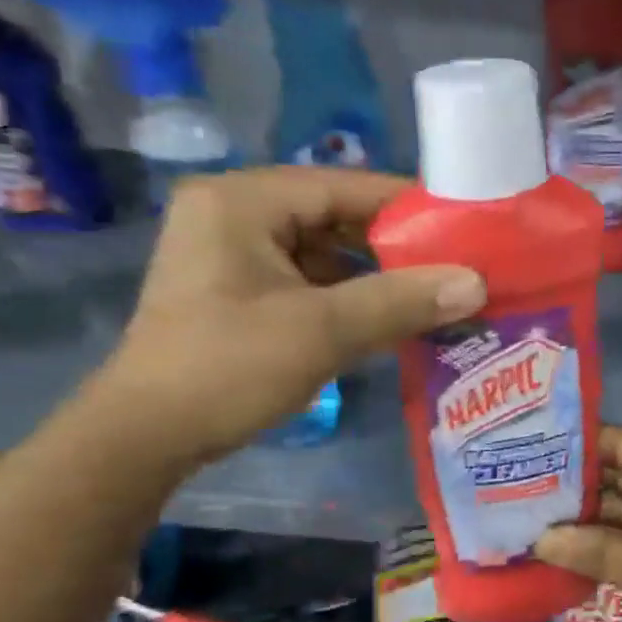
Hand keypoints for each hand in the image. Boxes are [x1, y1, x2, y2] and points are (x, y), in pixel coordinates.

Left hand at [90, 168, 483, 469]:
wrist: (144, 436)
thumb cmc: (226, 368)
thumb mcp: (321, 330)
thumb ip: (400, 301)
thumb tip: (476, 283)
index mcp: (242, 201)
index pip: (342, 186)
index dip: (407, 205)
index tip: (463, 226)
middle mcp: (233, 213)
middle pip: (333, 217)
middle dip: (393, 246)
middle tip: (454, 265)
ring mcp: (231, 254)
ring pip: (322, 252)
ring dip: (373, 275)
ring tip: (433, 293)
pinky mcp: (235, 291)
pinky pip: (305, 280)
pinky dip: (346, 297)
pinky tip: (389, 317)